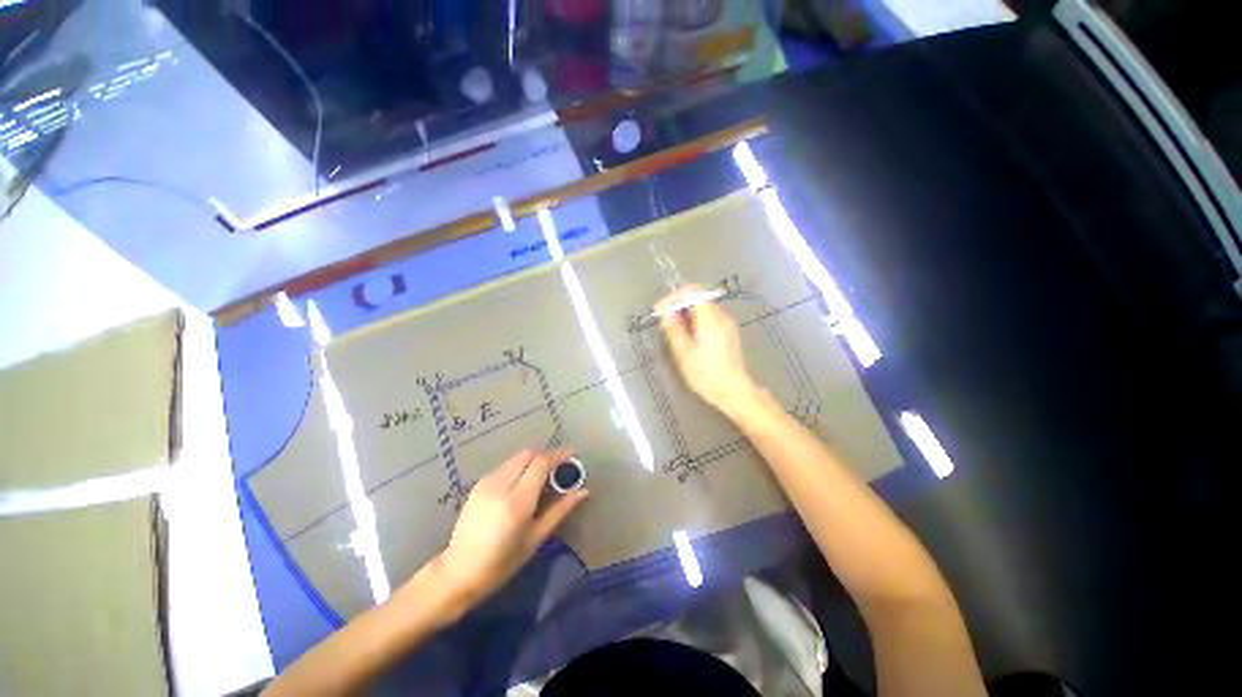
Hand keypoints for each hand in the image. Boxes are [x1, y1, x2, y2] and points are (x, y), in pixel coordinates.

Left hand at [431, 448, 587, 607]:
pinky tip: (523, 488)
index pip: (540, 463)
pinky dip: (517, 470)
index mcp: (517, 501)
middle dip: (545, 457)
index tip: (575, 455)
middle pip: (526, 455)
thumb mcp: (536, 539)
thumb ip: (559, 511)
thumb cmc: (504, 562)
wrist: (463, 568)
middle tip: (561, 471)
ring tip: (544, 481)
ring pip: (513, 460)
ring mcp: (484, 484)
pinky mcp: (476, 487)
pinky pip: (502, 469)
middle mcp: (499, 485)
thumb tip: (583, 491)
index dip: (559, 456)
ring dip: (530, 463)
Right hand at [658, 286, 760, 416]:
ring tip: (675, 332)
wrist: (734, 391)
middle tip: (665, 322)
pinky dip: (697, 321)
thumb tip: (665, 312)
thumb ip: (674, 329)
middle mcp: (721, 317)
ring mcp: (728, 324)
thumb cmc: (707, 376)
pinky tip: (690, 338)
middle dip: (679, 306)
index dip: (673, 297)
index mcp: (710, 320)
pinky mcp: (729, 332)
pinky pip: (711, 318)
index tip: (660, 310)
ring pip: (704, 308)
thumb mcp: (685, 355)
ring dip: (688, 314)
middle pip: (698, 298)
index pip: (691, 292)